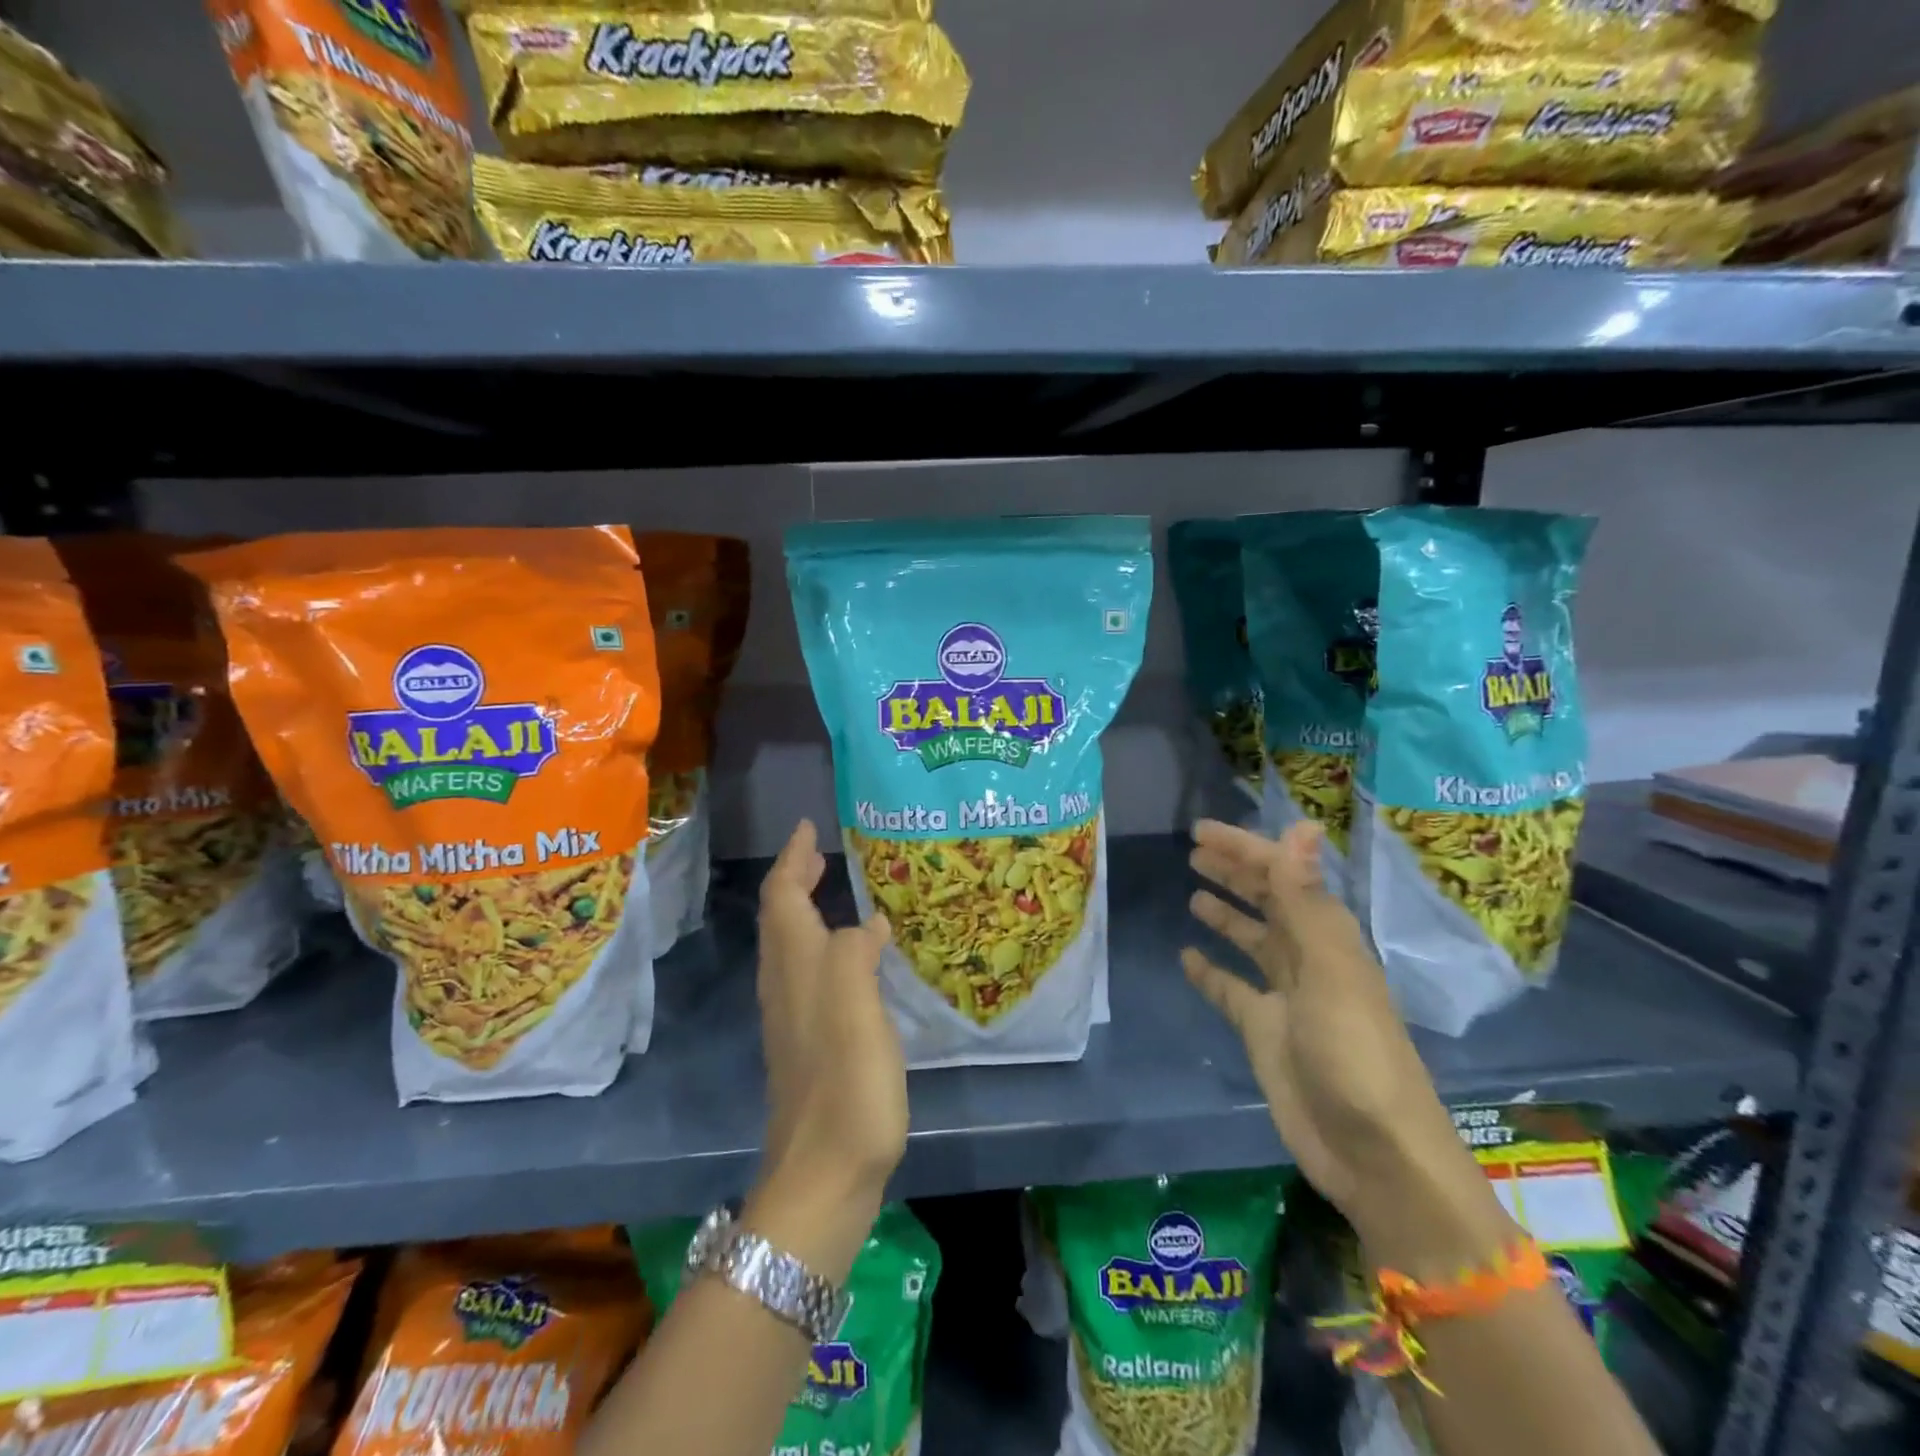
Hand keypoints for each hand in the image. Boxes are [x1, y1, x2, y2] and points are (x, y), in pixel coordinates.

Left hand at [748, 820, 904, 1278]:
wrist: (823, 1178)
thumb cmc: (846, 1086)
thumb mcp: (856, 1008)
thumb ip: (855, 954)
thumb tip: (866, 923)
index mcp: (796, 969)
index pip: (783, 897)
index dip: (793, 859)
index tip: (808, 828)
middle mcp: (786, 987)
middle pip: (781, 919)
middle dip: (795, 880)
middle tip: (820, 853)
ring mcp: (793, 1020)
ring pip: (791, 947)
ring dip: (805, 910)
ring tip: (834, 891)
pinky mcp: (808, 1046)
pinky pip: (809, 974)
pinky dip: (821, 945)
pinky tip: (849, 958)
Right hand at [1183, 819, 1489, 1249]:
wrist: (1373, 1154)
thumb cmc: (1354, 1054)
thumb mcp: (1329, 971)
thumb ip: (1305, 899)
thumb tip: (1300, 826)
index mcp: (1328, 938)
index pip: (1282, 877)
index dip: (1245, 849)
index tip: (1201, 831)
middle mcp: (1308, 959)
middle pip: (1268, 903)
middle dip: (1235, 872)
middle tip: (1193, 850)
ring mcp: (1286, 998)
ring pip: (1252, 941)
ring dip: (1227, 914)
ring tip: (1193, 891)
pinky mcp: (1266, 1032)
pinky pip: (1232, 990)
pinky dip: (1211, 971)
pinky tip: (1187, 957)